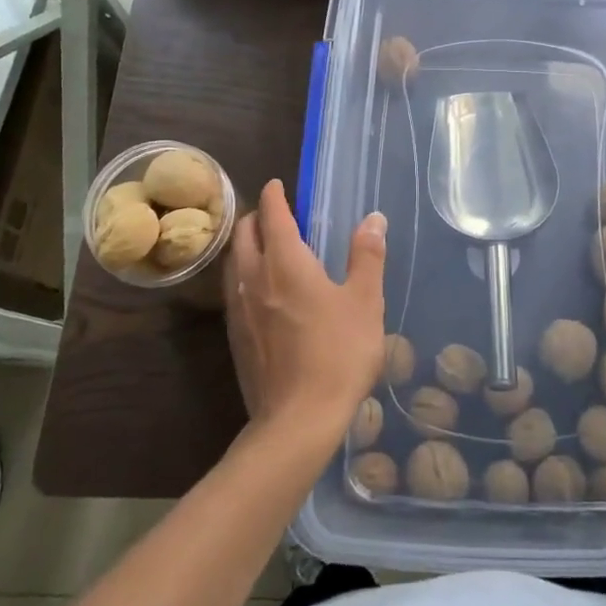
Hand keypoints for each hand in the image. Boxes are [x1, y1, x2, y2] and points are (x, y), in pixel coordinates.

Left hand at [225, 180, 386, 439]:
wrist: (297, 421)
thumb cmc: (338, 354)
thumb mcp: (365, 302)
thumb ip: (367, 256)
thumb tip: (373, 218)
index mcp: (285, 262)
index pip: (273, 215)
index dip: (274, 196)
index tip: (277, 184)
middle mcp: (254, 278)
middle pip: (244, 234)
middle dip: (256, 217)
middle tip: (274, 213)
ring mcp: (240, 310)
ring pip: (233, 263)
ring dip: (245, 245)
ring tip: (263, 245)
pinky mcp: (235, 337)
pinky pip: (233, 291)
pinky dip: (242, 275)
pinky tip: (259, 291)